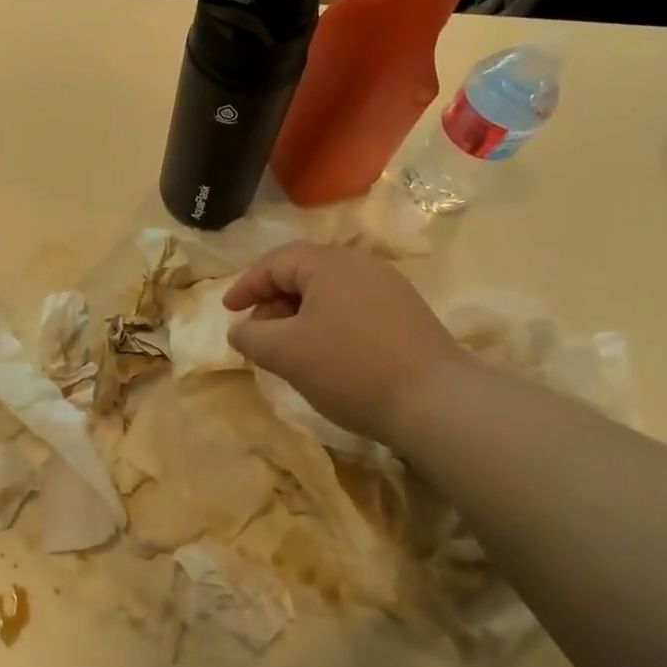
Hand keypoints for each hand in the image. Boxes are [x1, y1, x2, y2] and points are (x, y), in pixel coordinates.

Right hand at [224, 242, 470, 446]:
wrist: (438, 404)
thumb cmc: (351, 368)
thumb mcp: (287, 353)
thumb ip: (252, 336)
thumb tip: (241, 329)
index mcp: (330, 264)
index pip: (276, 262)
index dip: (247, 285)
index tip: (228, 310)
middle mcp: (362, 266)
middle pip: (303, 274)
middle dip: (273, 303)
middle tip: (259, 336)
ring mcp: (390, 289)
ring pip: (329, 293)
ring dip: (300, 317)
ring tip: (290, 350)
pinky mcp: (407, 316)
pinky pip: (353, 309)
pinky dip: (328, 325)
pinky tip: (327, 357)